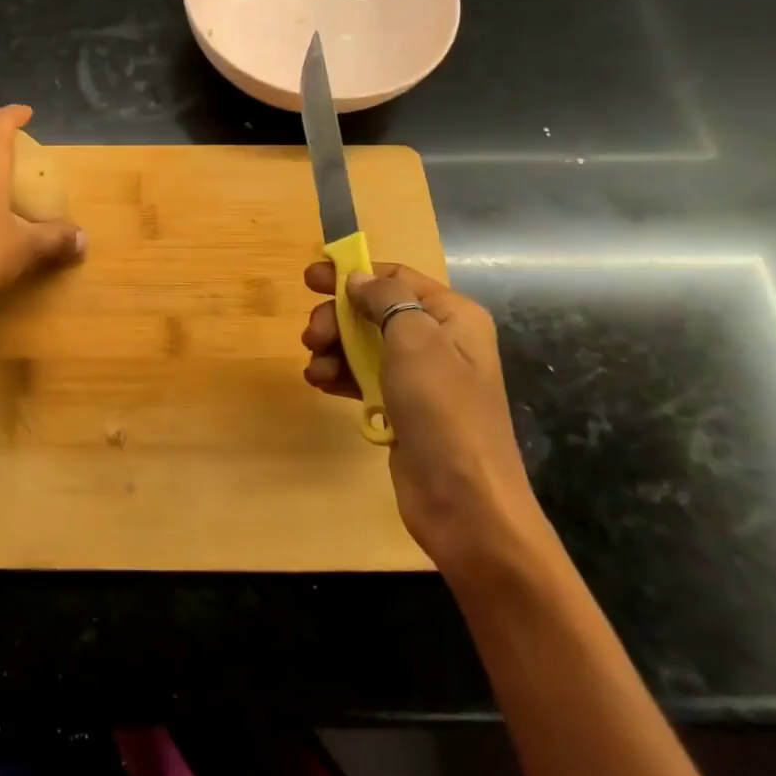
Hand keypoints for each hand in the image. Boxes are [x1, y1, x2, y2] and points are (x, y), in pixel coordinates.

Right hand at [301, 261, 545, 577]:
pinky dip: (339, 375)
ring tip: (316, 368)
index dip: (353, 273)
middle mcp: (438, 340)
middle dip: (337, 318)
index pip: (396, 277)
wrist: (465, 502)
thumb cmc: (442, 410)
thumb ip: (385, 299)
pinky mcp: (402, 408)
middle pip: (374, 311)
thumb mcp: (414, 341)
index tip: (309, 278)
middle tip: (311, 336)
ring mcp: (420, 377)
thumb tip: (357, 278)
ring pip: (363, 345)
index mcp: (452, 316)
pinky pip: (363, 377)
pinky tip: (321, 384)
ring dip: (333, 350)